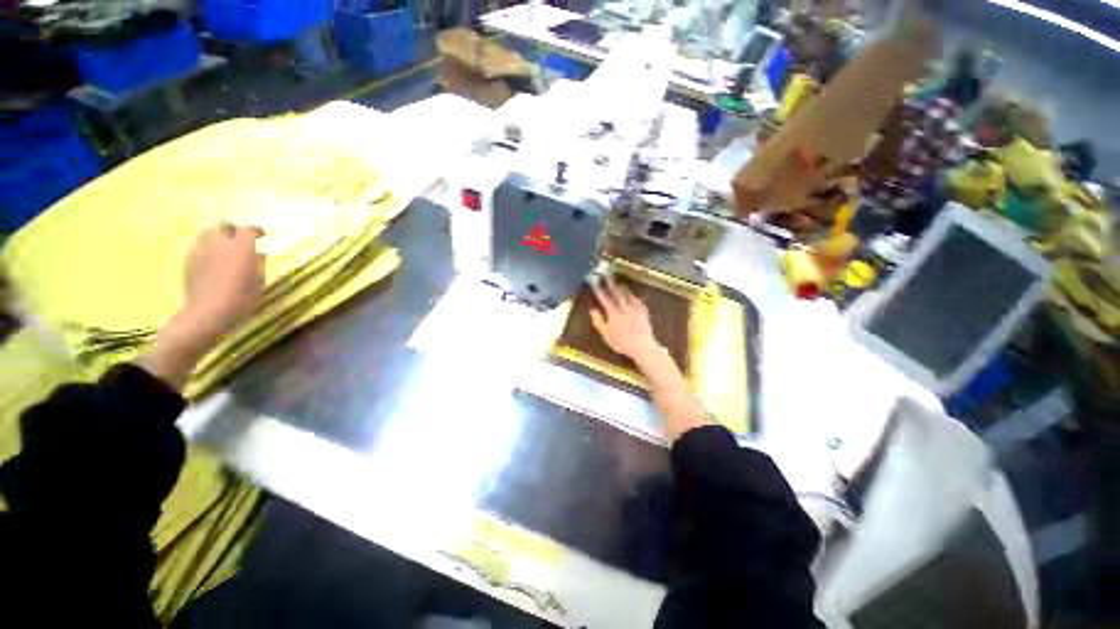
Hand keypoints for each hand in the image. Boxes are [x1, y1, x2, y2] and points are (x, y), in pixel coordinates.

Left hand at [181, 223, 266, 338]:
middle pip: (225, 225)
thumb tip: (260, 254)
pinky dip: (207, 246)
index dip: (257, 231)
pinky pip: (198, 244)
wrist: (207, 313)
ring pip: (209, 232)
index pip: (249, 230)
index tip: (262, 235)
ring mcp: (202, 250)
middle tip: (241, 238)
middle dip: (234, 229)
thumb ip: (259, 265)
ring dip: (218, 235)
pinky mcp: (189, 259)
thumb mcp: (259, 283)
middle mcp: (220, 244)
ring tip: (224, 245)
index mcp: (241, 248)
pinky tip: (211, 256)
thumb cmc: (241, 299)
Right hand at [590, 277, 659, 360]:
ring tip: (618, 283)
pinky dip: (633, 296)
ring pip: (627, 294)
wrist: (642, 347)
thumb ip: (598, 321)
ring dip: (622, 288)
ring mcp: (635, 308)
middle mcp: (624, 307)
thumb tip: (593, 310)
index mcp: (613, 312)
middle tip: (606, 275)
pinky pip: (637, 300)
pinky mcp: (643, 312)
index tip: (594, 281)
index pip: (604, 297)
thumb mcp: (606, 334)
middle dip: (610, 283)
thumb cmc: (621, 343)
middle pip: (616, 292)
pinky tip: (632, 295)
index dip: (599, 289)